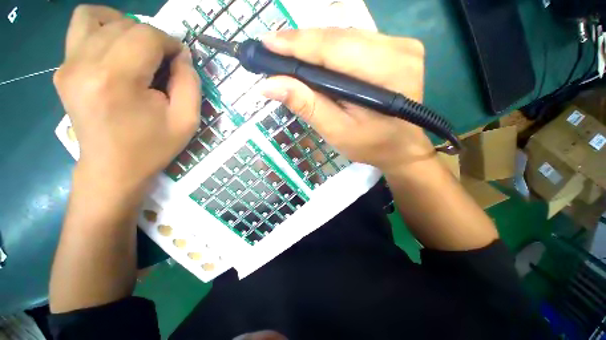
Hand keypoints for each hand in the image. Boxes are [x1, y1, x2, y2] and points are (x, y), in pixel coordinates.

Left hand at [54, 5, 200, 190]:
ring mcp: (67, 65)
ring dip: (126, 27)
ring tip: (139, 50)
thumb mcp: (186, 120)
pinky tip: (115, 47)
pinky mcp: (62, 70)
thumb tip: (182, 55)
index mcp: (116, 80)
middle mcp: (84, 64)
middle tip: (164, 63)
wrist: (112, 168)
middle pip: (125, 25)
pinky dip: (101, 28)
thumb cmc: (153, 147)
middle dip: (153, 38)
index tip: (181, 61)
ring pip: (97, 18)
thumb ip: (189, 83)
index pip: (146, 36)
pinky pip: (79, 28)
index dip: (170, 43)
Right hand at [260, 29, 433, 172]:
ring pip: (345, 37)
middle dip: (302, 44)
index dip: (297, 44)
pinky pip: (355, 42)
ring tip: (290, 55)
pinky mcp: (397, 48)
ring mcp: (401, 45)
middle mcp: (398, 49)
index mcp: (386, 72)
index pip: (333, 48)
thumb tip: (270, 85)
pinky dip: (331, 50)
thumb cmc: (370, 145)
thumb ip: (307, 106)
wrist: (400, 147)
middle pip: (338, 38)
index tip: (267, 43)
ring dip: (315, 46)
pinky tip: (316, 59)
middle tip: (273, 49)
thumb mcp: (336, 131)